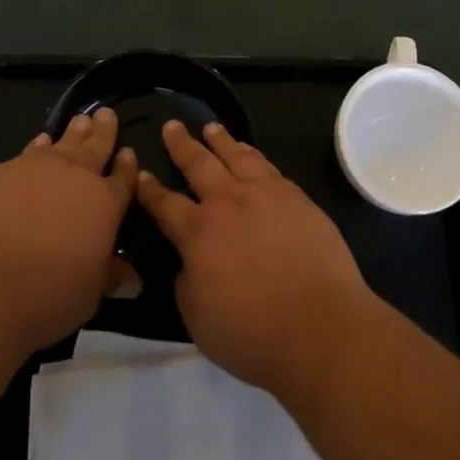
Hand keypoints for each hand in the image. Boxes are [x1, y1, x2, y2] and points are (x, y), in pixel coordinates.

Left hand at [0, 107, 139, 358]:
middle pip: (96, 146)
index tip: (128, 152)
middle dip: (104, 130)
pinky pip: (29, 152)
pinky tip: (39, 142)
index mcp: (105, 203)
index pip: (122, 178)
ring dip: (74, 131)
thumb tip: (133, 281)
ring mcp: (38, 168)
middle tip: (106, 114)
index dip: (127, 165)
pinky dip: (39, 145)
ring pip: (63, 142)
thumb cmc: (49, 293)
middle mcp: (76, 176)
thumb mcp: (90, 293)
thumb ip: (110, 277)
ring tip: (80, 120)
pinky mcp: (3, 172)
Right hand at [135, 120, 377, 400]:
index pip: (165, 204)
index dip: (149, 189)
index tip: (139, 173)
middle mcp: (229, 203)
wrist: (321, 326)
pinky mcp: (297, 198)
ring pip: (237, 156)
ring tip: (211, 128)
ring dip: (221, 140)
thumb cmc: (253, 333)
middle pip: (199, 164)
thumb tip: (189, 262)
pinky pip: (268, 166)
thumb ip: (187, 283)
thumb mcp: (198, 319)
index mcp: (198, 233)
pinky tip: (251, 154)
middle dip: (182, 145)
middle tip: (172, 126)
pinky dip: (253, 154)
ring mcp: (266, 195)